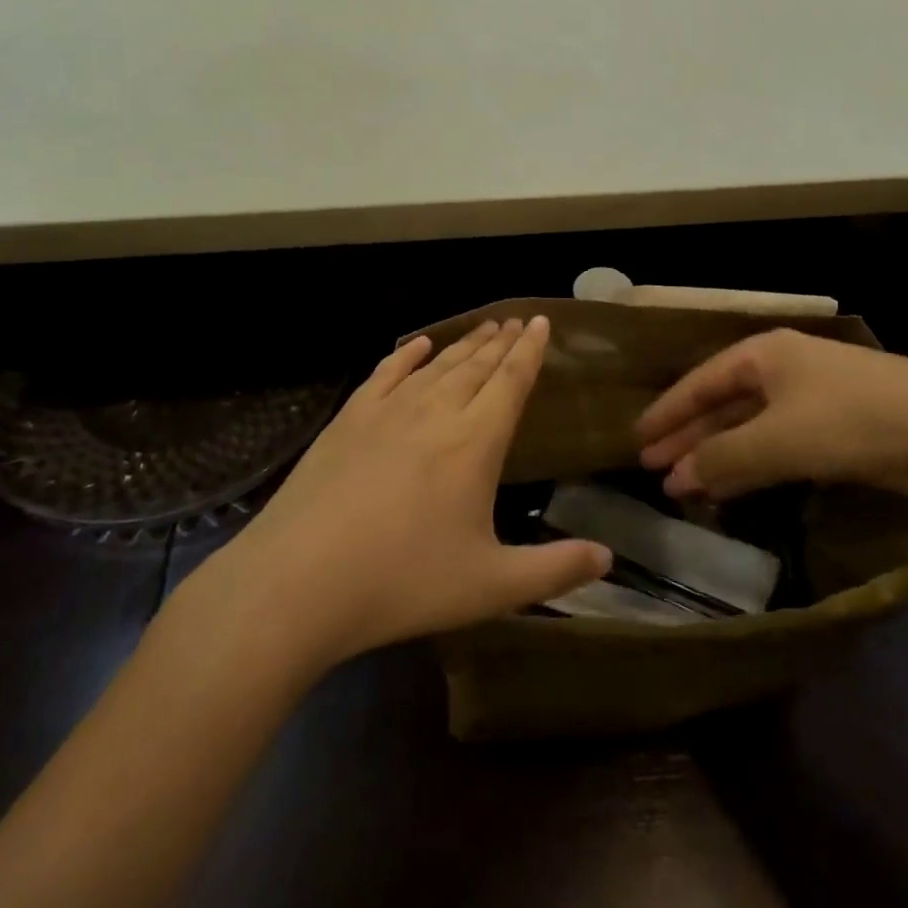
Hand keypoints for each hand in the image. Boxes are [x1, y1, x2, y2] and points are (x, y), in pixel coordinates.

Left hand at [224, 319, 610, 663]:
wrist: (299, 580)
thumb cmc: (403, 582)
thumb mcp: (491, 586)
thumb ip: (554, 570)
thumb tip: (608, 557)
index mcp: (475, 442)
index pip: (511, 381)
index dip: (529, 351)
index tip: (539, 321)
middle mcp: (435, 412)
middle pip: (475, 366)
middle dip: (500, 342)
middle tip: (514, 321)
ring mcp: (387, 412)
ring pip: (436, 366)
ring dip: (463, 345)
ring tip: (483, 328)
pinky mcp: (348, 421)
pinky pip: (385, 375)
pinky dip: (405, 355)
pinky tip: (417, 345)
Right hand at [636, 330, 907, 507]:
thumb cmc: (853, 421)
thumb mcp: (777, 440)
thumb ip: (722, 459)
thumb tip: (674, 479)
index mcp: (765, 353)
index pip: (700, 381)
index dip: (667, 412)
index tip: (637, 439)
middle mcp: (785, 369)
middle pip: (722, 403)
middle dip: (689, 437)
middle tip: (653, 469)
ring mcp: (813, 399)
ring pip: (750, 427)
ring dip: (718, 456)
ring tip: (685, 487)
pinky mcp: (838, 430)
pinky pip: (778, 446)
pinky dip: (752, 466)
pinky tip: (734, 488)